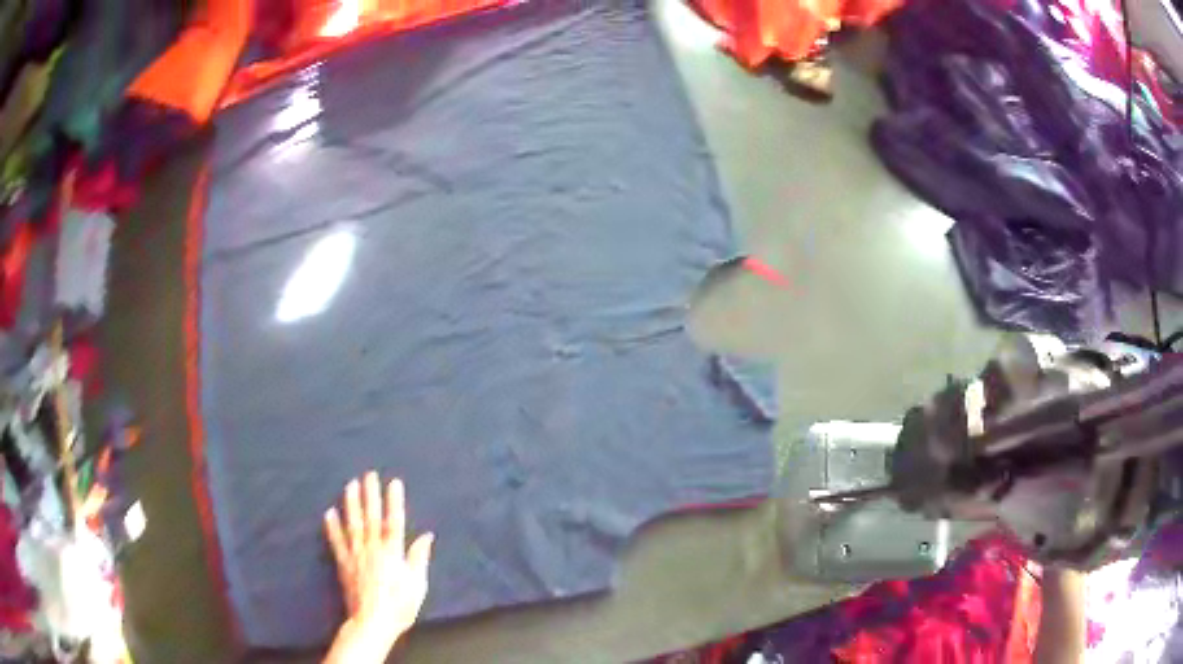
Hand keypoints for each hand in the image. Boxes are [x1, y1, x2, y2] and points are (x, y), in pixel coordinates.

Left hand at [323, 472, 433, 662]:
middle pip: (371, 517)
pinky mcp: (344, 564)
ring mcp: (356, 555)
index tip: (394, 482)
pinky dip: (332, 527)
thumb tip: (426, 536)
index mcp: (393, 553)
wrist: (372, 622)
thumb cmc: (399, 606)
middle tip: (368, 474)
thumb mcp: (418, 585)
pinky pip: (337, 542)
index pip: (394, 521)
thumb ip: (419, 558)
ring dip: (351, 503)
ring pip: (353, 524)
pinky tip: (329, 512)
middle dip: (370, 495)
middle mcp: (373, 549)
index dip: (394, 501)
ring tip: (350, 485)